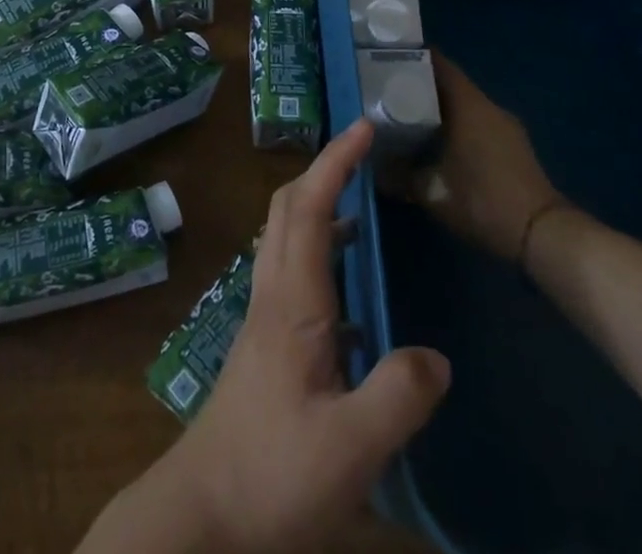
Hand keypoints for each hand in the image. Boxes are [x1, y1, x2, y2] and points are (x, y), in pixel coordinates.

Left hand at [81, 119, 450, 553]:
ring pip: (286, 238)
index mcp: (292, 301)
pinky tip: (356, 303)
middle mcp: (273, 294)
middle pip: (288, 208)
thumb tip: (437, 356)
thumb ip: (398, 396)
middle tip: (363, 157)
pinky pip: (293, 275)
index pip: (310, 207)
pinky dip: (322, 257)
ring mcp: (264, 318)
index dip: (336, 161)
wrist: (204, 514)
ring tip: (366, 216)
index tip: (363, 126)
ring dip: (320, 210)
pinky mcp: (266, 345)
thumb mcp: (350, 447)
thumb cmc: (273, 472)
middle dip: (323, 170)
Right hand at [397, 50, 563, 261]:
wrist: (543, 236)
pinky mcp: (515, 146)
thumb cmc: (482, 201)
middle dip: (420, 86)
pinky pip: (479, 123)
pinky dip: (458, 126)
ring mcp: (506, 126)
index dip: (412, 57)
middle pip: (450, 83)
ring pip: (465, 105)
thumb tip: (373, 167)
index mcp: (468, 104)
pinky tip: (440, 145)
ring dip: (440, 108)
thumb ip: (399, 175)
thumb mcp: (431, 192)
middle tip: (388, 92)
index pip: (438, 63)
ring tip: (408, 118)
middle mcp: (488, 106)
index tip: (386, 58)